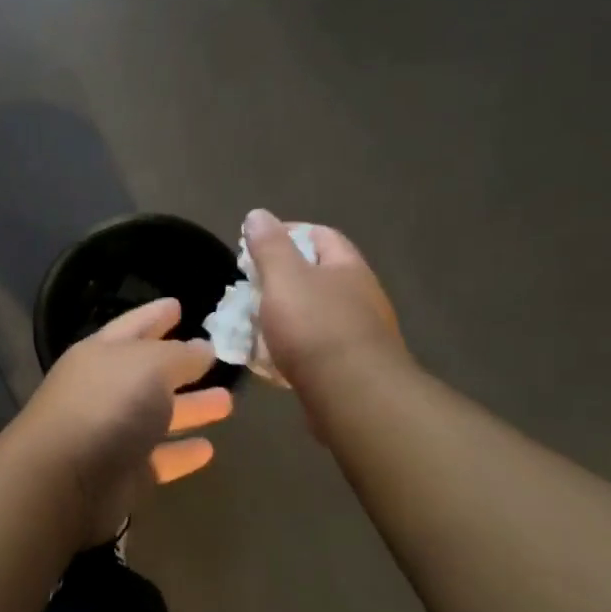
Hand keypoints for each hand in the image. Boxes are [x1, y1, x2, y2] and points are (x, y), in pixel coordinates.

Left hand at [6, 298, 231, 547]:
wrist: (63, 481)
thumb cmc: (107, 407)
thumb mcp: (150, 366)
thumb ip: (180, 355)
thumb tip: (203, 348)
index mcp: (102, 354)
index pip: (133, 325)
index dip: (155, 314)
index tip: (178, 304)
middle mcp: (105, 389)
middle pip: (148, 373)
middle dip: (181, 365)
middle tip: (215, 357)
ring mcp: (112, 434)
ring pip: (158, 416)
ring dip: (190, 408)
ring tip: (227, 402)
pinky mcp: (122, 475)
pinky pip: (159, 459)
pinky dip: (181, 453)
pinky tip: (209, 449)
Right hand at [244, 208, 403, 395]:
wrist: (354, 396)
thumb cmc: (316, 327)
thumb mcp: (284, 278)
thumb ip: (269, 246)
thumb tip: (258, 215)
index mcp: (347, 267)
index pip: (320, 235)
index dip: (288, 233)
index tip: (255, 245)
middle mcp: (361, 296)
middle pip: (317, 277)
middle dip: (281, 280)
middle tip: (250, 288)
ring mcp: (360, 334)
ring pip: (315, 315)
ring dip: (285, 317)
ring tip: (254, 325)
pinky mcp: (352, 368)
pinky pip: (316, 349)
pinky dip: (292, 349)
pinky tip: (272, 360)